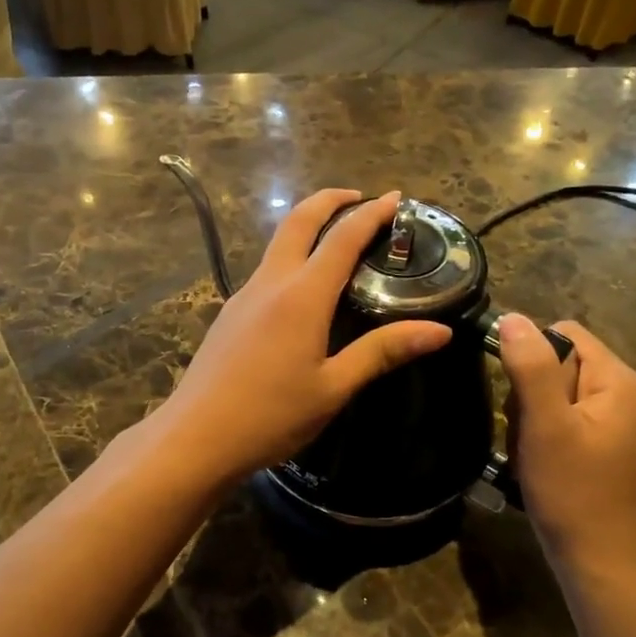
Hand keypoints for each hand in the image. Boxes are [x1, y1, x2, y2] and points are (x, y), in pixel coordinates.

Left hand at [157, 189, 452, 482]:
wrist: (196, 438)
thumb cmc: (271, 416)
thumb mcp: (333, 387)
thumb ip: (382, 352)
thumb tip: (440, 331)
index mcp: (302, 296)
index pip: (343, 239)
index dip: (371, 214)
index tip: (396, 198)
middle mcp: (270, 284)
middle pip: (299, 222)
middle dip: (330, 200)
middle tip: (360, 199)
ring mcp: (244, 297)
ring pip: (278, 244)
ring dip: (308, 227)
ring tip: (336, 239)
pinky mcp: (229, 315)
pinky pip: (266, 271)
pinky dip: (292, 259)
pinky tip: (302, 289)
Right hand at [497, 315, 635, 574]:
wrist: (599, 559)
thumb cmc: (572, 490)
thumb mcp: (545, 425)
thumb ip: (531, 367)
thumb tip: (511, 318)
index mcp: (620, 380)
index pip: (565, 334)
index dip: (531, 357)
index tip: (518, 398)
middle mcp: (627, 394)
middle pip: (560, 364)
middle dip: (531, 394)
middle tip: (528, 434)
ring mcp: (618, 422)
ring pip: (556, 394)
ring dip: (533, 418)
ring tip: (532, 453)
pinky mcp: (606, 445)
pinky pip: (564, 420)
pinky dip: (544, 435)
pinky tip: (539, 463)